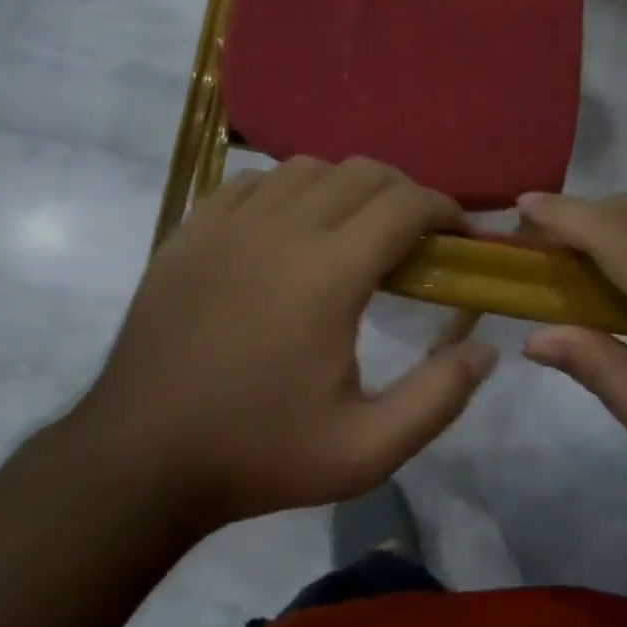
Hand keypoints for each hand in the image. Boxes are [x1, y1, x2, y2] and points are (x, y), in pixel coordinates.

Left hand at [79, 157, 497, 530]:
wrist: (141, 458)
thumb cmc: (258, 454)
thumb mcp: (366, 451)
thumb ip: (438, 397)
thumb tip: (485, 349)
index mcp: (328, 272)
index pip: (405, 204)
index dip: (445, 210)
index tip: (460, 237)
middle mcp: (281, 228)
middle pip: (362, 172)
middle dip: (404, 193)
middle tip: (416, 238)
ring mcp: (228, 223)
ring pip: (307, 168)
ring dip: (346, 188)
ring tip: (354, 231)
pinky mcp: (191, 230)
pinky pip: (252, 182)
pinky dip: (287, 190)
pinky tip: (288, 229)